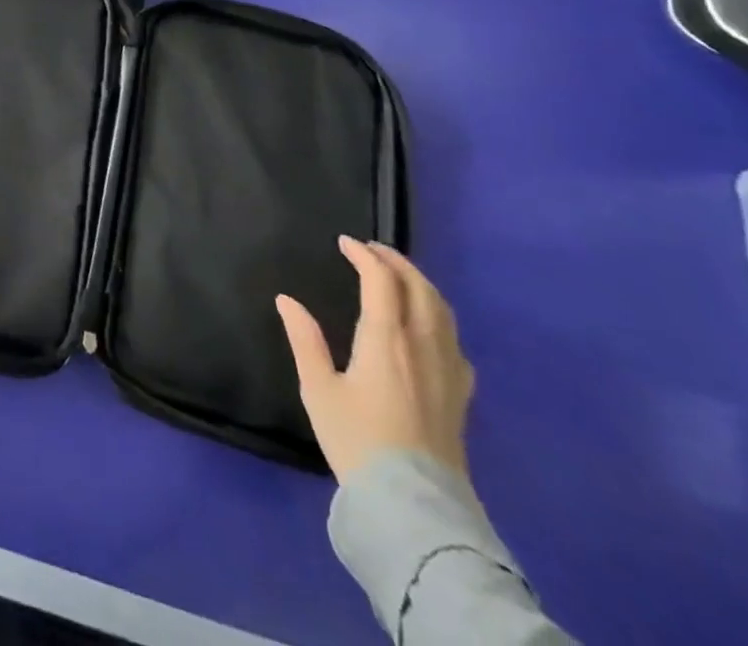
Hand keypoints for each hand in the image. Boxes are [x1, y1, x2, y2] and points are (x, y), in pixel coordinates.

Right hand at [275, 236, 474, 484]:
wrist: (414, 505)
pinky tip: (427, 327)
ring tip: (398, 277)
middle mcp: (422, 346)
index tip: (344, 243)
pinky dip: (437, 316)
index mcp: (386, 340)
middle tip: (372, 250)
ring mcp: (448, 371)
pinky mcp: (460, 395)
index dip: (364, 256)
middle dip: (396, 262)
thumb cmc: (357, 441)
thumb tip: (287, 300)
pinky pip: (454, 340)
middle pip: (419, 288)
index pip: (381, 281)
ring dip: (420, 284)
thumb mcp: (318, 389)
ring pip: (442, 311)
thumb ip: (304, 340)